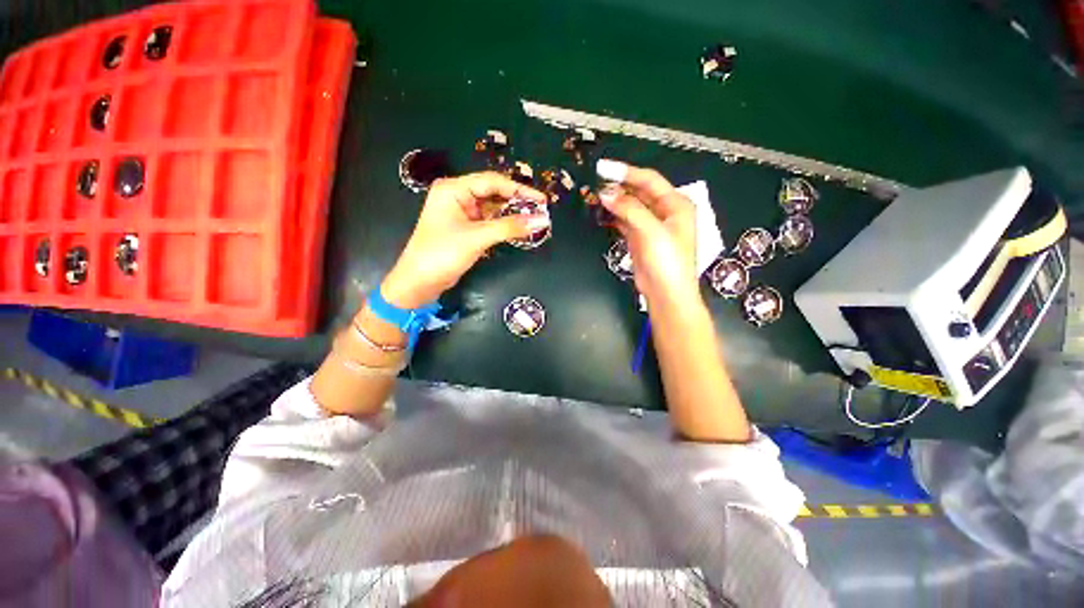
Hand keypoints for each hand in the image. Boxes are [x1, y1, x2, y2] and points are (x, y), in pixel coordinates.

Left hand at [382, 172, 548, 307]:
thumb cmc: (442, 254)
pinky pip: (489, 222)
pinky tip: (519, 229)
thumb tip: (541, 220)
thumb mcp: (477, 238)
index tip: (542, 200)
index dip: (519, 190)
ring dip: (512, 215)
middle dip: (517, 202)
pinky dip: (503, 226)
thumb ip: (510, 227)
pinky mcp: (465, 228)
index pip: (492, 182)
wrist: (419, 282)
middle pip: (493, 193)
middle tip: (541, 210)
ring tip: (535, 220)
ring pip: (492, 209)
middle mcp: (457, 196)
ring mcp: (461, 213)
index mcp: (454, 189)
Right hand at [597, 162, 698, 308]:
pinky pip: (626, 222)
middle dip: (619, 188)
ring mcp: (652, 226)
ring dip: (615, 202)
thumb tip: (606, 194)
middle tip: (596, 185)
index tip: (603, 168)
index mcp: (676, 204)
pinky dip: (615, 217)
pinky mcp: (640, 239)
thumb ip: (629, 209)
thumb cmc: (666, 261)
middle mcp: (665, 212)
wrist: (666, 294)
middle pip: (640, 192)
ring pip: (631, 207)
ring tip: (596, 197)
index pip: (649, 180)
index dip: (626, 172)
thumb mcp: (651, 231)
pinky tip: (603, 213)